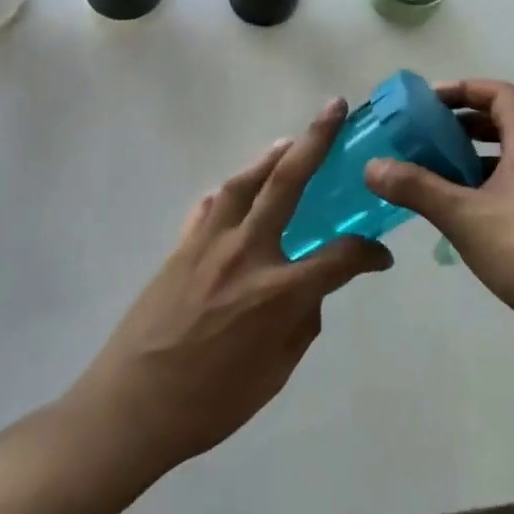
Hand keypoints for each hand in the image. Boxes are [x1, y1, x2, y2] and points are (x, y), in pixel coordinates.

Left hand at [68, 98, 391, 473]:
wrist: (132, 406)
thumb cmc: (212, 402)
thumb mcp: (275, 373)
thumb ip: (300, 324)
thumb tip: (307, 292)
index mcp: (279, 291)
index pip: (341, 256)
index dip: (368, 253)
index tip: (380, 257)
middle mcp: (248, 252)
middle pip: (288, 181)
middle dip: (317, 140)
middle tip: (334, 108)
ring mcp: (209, 243)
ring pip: (245, 182)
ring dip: (271, 156)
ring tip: (289, 142)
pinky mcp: (180, 247)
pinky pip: (209, 207)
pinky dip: (228, 194)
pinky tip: (234, 192)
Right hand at [365, 80, 513, 357]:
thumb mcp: (464, 216)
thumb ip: (417, 188)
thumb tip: (371, 166)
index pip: (501, 95)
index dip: (466, 89)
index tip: (430, 100)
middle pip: (504, 123)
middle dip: (462, 123)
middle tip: (425, 135)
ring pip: (507, 158)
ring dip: (471, 156)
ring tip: (434, 171)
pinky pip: (512, 186)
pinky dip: (483, 185)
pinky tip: (460, 211)